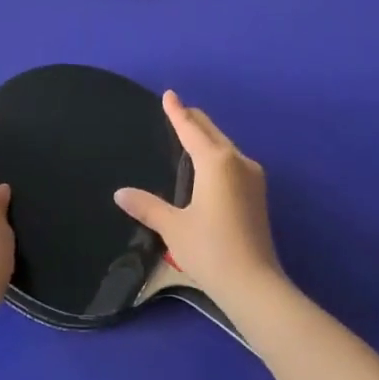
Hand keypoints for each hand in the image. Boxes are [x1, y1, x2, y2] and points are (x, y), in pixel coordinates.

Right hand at [113, 91, 284, 311]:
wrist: (254, 285)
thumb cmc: (210, 250)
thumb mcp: (173, 227)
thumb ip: (147, 206)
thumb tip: (120, 193)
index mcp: (215, 162)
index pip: (191, 129)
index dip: (177, 112)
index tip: (169, 94)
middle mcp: (237, 161)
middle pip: (212, 132)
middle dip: (194, 120)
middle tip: (177, 110)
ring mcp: (253, 177)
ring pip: (225, 146)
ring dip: (208, 137)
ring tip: (190, 134)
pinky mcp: (258, 195)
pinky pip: (233, 162)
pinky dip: (217, 154)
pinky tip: (208, 165)